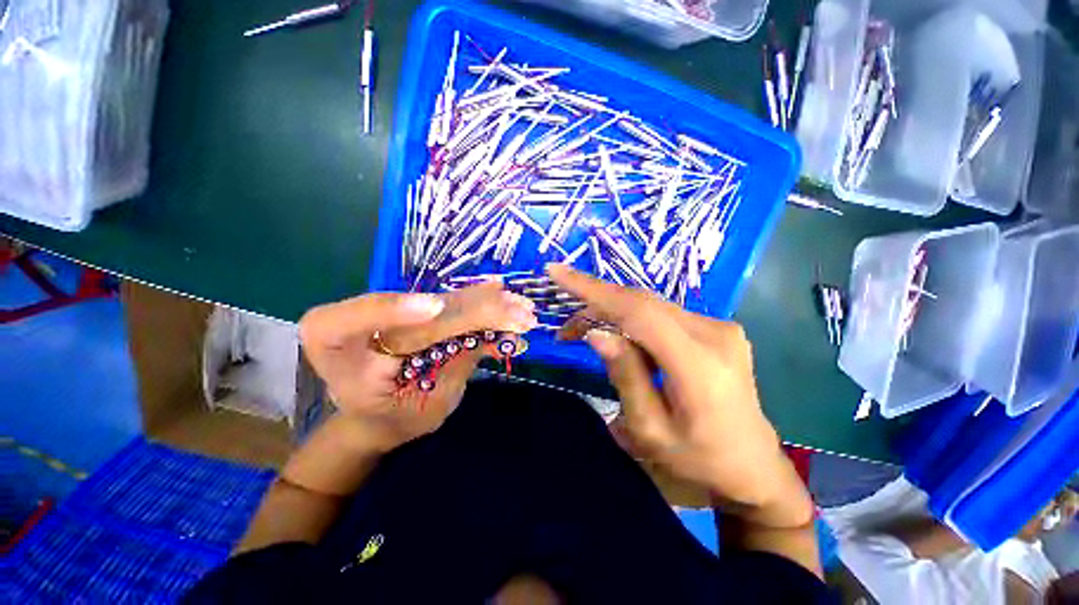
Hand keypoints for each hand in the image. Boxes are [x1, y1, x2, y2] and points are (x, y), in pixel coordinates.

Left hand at [299, 282, 536, 451]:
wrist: (377, 415)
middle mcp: (359, 320)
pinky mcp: (414, 308)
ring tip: (519, 308)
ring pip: (441, 300)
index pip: (349, 320)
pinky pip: (449, 302)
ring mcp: (390, 310)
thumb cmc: (393, 421)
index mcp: (337, 350)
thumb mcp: (423, 408)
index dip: (393, 308)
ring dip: (485, 303)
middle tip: (516, 312)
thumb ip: (456, 367)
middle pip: (420, 309)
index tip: (435, 308)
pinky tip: (502, 296)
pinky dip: (479, 303)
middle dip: (473, 310)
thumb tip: (498, 334)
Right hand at [548, 264, 812, 527]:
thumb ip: (625, 376)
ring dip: (613, 314)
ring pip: (649, 306)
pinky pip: (661, 315)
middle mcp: (714, 333)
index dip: (594, 289)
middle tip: (567, 329)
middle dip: (597, 306)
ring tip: (585, 333)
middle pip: (641, 303)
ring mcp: (720, 327)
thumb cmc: (699, 463)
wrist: (753, 469)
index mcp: (700, 365)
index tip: (557, 272)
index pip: (638, 311)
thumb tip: (596, 333)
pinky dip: (632, 321)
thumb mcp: (650, 431)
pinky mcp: (715, 329)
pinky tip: (620, 338)